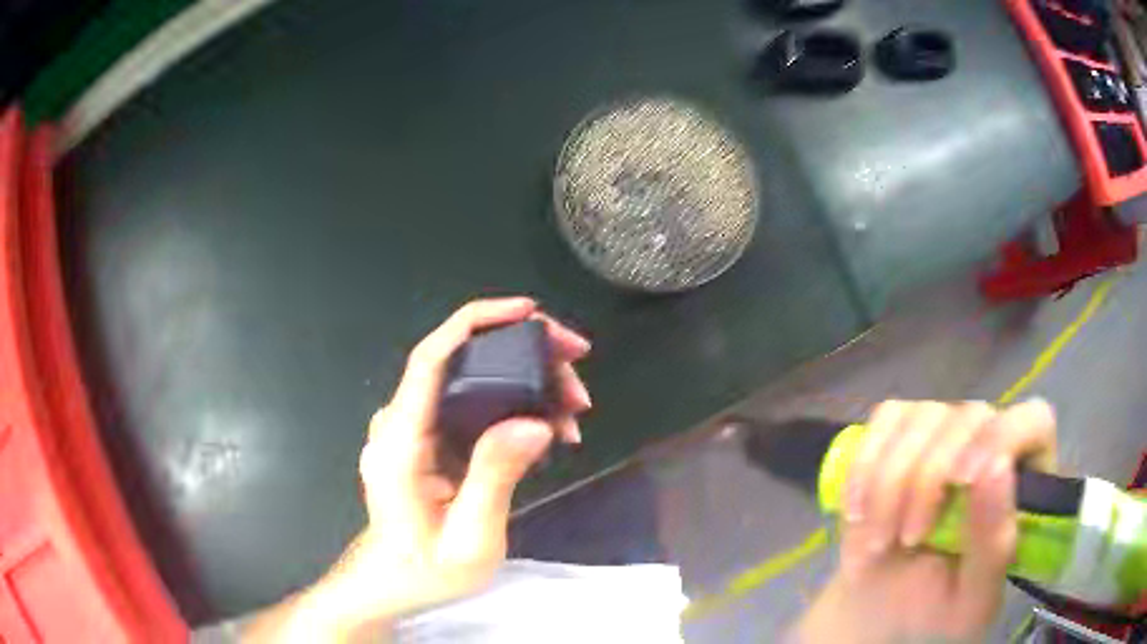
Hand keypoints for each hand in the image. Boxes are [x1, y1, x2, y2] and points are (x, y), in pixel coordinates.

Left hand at [243, 297, 590, 641]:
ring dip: (528, 387)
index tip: (530, 313)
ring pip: (474, 383)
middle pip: (462, 364)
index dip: (478, 322)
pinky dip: (515, 410)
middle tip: (579, 382)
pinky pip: (473, 407)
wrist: (392, 584)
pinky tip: (550, 431)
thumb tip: (535, 422)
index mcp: (400, 442)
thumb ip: (494, 479)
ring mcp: (414, 429)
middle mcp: (402, 423)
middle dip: (526, 359)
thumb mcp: (468, 541)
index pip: (432, 359)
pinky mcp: (429, 440)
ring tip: (574, 415)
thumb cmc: (425, 571)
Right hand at [798, 399, 1056, 643]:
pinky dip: (864, 465)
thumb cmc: (935, 611)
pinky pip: (885, 420)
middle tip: (904, 542)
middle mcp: (991, 440)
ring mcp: (947, 429)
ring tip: (876, 541)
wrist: (880, 609)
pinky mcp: (903, 431)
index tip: (962, 483)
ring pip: (921, 418)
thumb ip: (993, 543)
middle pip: (969, 417)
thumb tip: (998, 466)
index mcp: (1026, 479)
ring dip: (888, 484)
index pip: (1032, 420)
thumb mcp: (971, 598)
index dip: (1000, 438)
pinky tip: (857, 510)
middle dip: (927, 481)